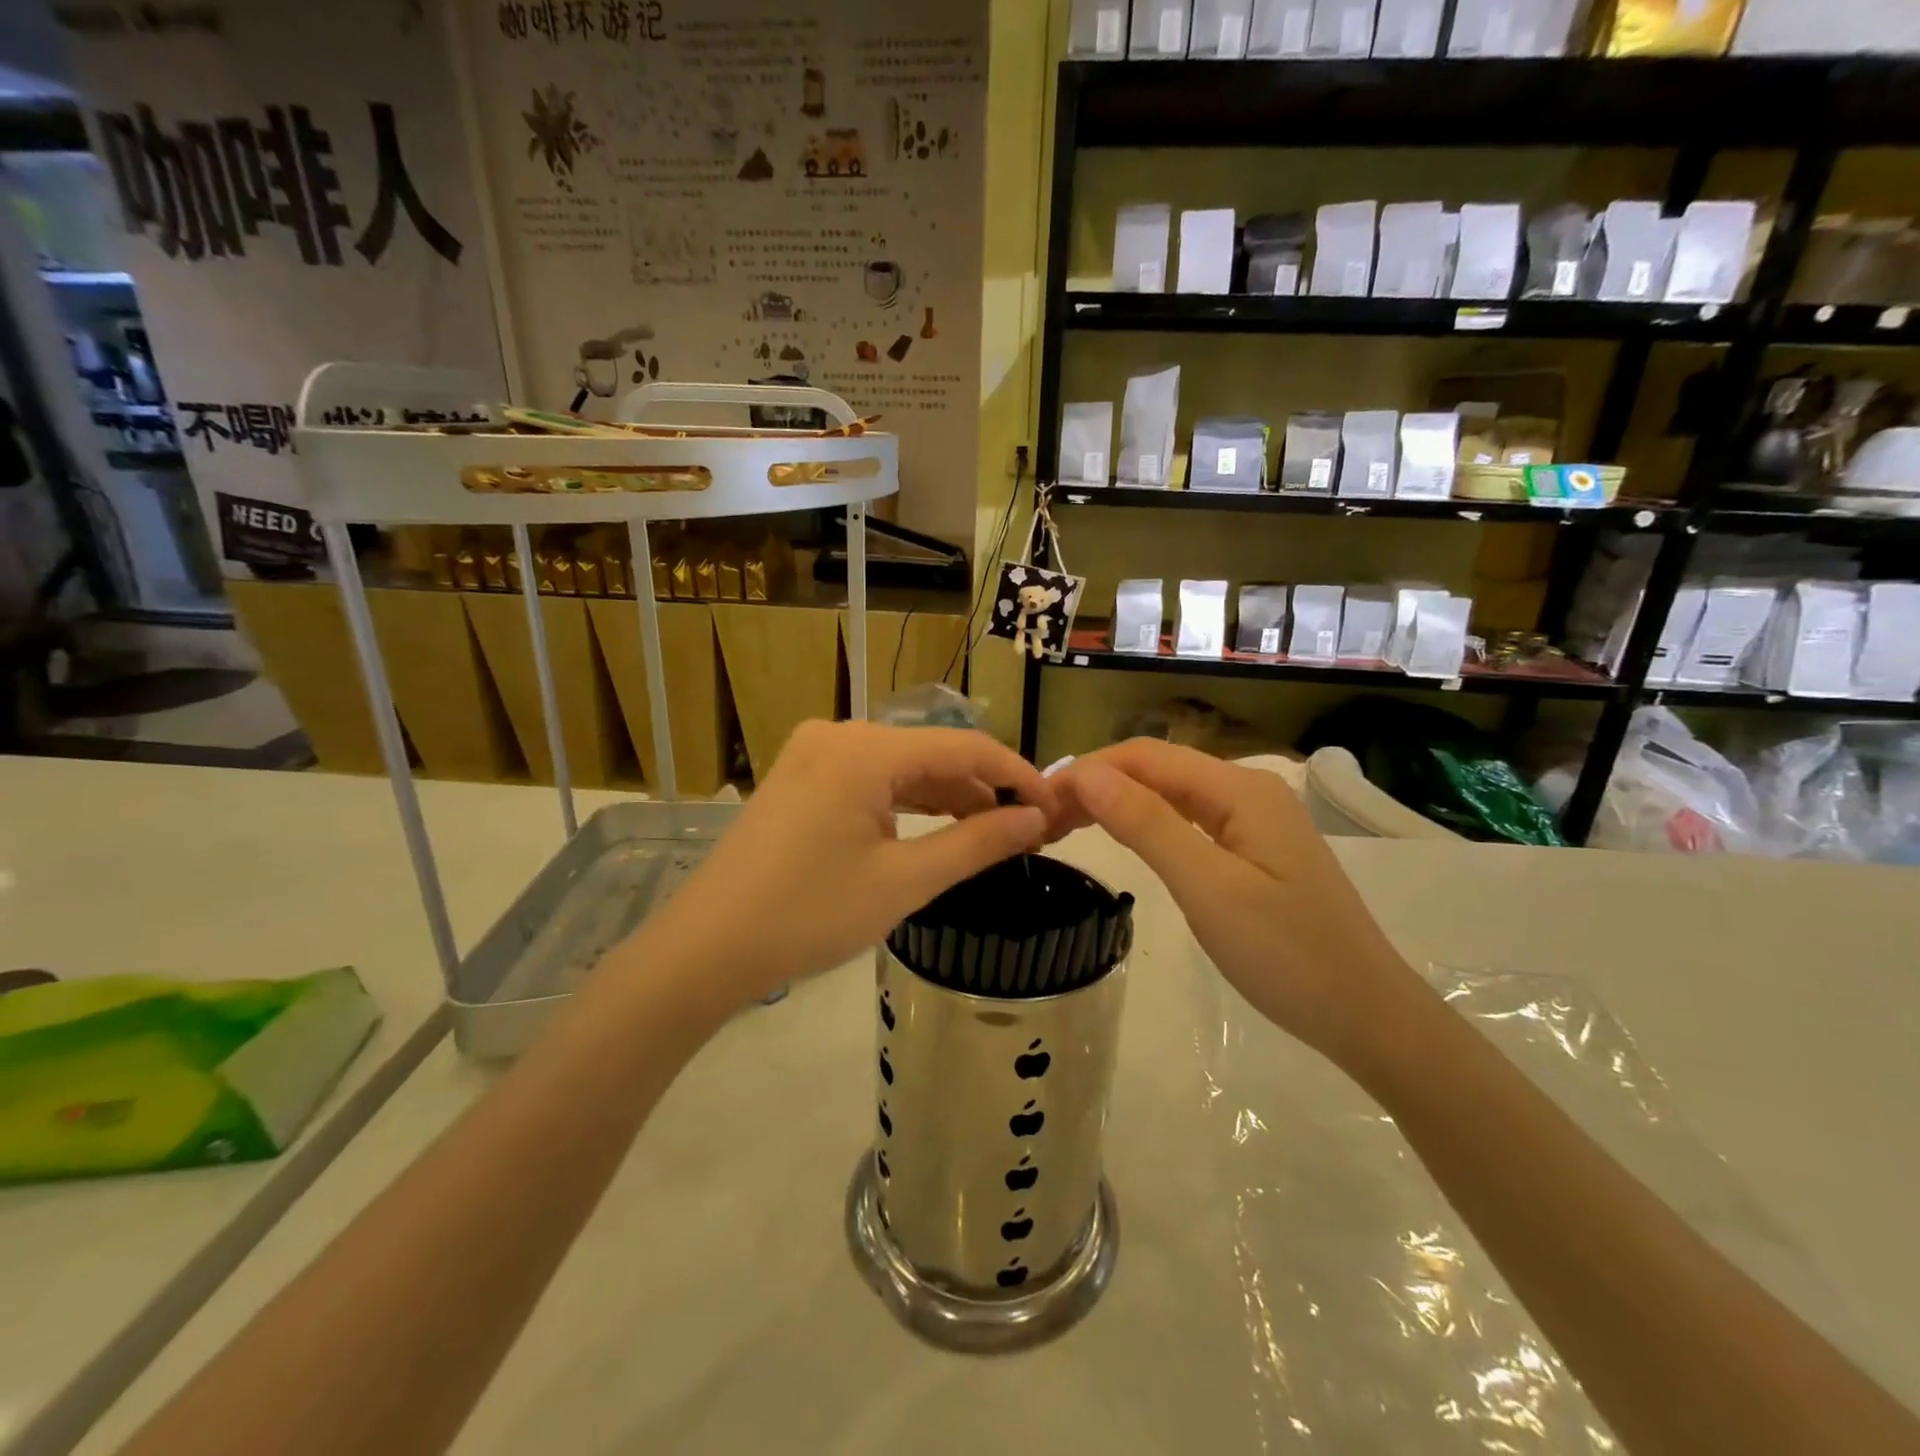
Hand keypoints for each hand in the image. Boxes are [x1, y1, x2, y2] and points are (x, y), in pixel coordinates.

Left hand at [637, 721, 1054, 1006]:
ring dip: (946, 798)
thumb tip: (1035, 819)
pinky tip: (934, 830)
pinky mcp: (801, 777)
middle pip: (932, 753)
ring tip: (988, 836)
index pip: (964, 747)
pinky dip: (907, 803)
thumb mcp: (903, 882)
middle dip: (981, 791)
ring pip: (902, 767)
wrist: (705, 948)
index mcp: (865, 748)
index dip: (1016, 775)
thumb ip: (976, 844)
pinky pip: (871, 779)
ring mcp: (814, 753)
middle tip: (1025, 832)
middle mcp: (840, 734)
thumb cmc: (808, 915)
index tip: (1054, 809)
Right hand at [1052, 740, 1428, 1064]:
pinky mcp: (1253, 848)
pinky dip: (1145, 823)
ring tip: (1066, 827)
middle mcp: (1247, 789)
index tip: (1038, 802)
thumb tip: (1086, 774)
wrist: (1367, 1016)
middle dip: (1097, 784)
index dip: (1087, 770)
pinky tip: (1121, 836)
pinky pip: (1187, 819)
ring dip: (1117, 802)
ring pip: (1170, 793)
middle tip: (1044, 821)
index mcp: (1239, 788)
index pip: (1145, 756)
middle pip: (1157, 769)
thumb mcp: (1208, 889)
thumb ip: (1147, 825)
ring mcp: (1253, 819)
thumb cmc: (1287, 955)